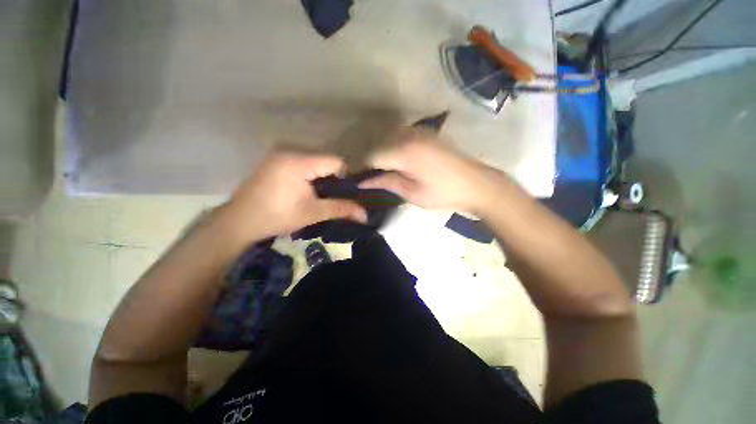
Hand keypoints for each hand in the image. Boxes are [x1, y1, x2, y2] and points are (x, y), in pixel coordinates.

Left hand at [218, 151, 367, 241]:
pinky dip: (308, 174)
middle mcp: (289, 150)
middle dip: (332, 177)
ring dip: (320, 176)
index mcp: (299, 161)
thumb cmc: (277, 217)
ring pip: (313, 161)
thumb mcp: (313, 213)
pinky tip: (303, 189)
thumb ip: (341, 209)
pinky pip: (301, 162)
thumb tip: (365, 215)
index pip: (335, 161)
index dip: (344, 177)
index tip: (342, 194)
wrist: (239, 222)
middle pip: (324, 160)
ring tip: (317, 194)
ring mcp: (279, 153)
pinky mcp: (273, 159)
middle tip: (330, 196)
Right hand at [359, 129, 510, 214]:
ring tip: (379, 170)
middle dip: (369, 160)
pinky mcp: (426, 133)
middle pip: (378, 144)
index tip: (353, 178)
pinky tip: (395, 160)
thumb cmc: (444, 193)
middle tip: (366, 176)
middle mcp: (409, 135)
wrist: (477, 183)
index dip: (360, 167)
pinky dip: (392, 147)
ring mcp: (419, 131)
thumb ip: (386, 183)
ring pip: (388, 138)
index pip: (371, 156)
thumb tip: (363, 181)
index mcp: (404, 152)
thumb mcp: (412, 193)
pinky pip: (400, 136)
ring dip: (380, 152)